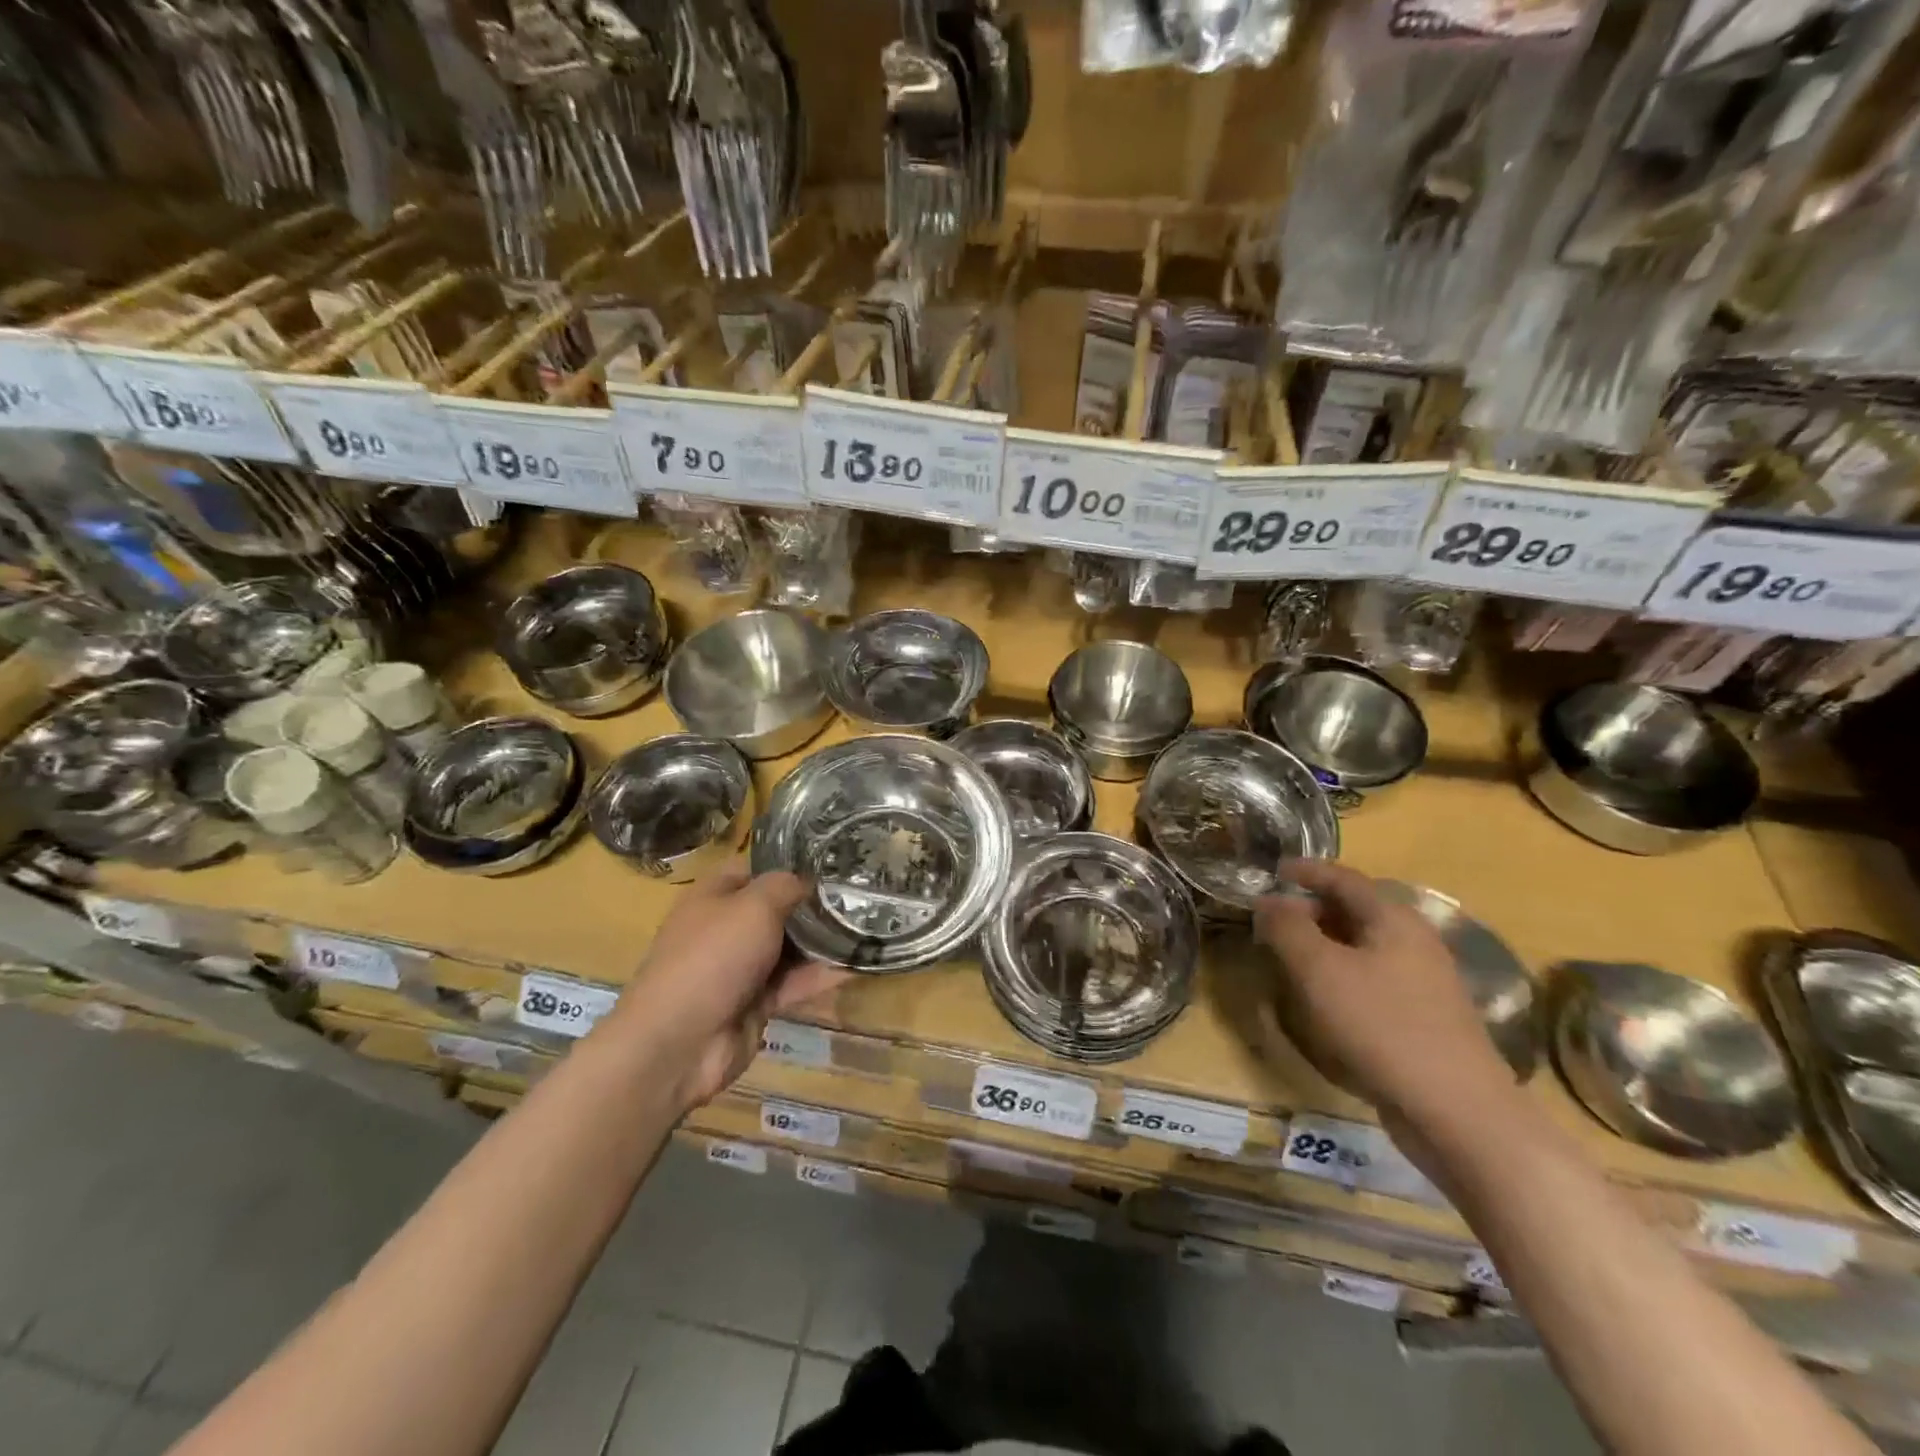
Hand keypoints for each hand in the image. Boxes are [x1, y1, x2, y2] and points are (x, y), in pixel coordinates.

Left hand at [605, 861, 847, 1110]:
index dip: (790, 863)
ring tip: (871, 924)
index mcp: (715, 896)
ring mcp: (742, 967)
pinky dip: (823, 975)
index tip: (832, 859)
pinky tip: (860, 964)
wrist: (679, 1042)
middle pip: (778, 908)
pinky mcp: (757, 1002)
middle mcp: (727, 927)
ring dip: (824, 939)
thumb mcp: (753, 905)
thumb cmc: (713, 956)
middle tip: (862, 891)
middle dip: (814, 902)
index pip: (756, 869)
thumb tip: (808, 881)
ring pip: (790, 946)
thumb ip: (786, 886)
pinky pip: (795, 981)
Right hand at [1254, 860, 1519, 1140]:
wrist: (1458, 1112)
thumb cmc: (1382, 1026)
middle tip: (1271, 921)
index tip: (1272, 871)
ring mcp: (1423, 982)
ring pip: (1362, 948)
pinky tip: (1321, 1000)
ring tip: (1287, 958)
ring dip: (1323, 946)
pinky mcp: (1423, 1019)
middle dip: (1310, 910)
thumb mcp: (1319, 970)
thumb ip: (1287, 928)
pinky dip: (1340, 977)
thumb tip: (1267, 902)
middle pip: (1354, 911)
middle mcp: (1414, 942)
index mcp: (1394, 919)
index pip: (1343, 878)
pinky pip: (1372, 981)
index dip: (1305, 871)